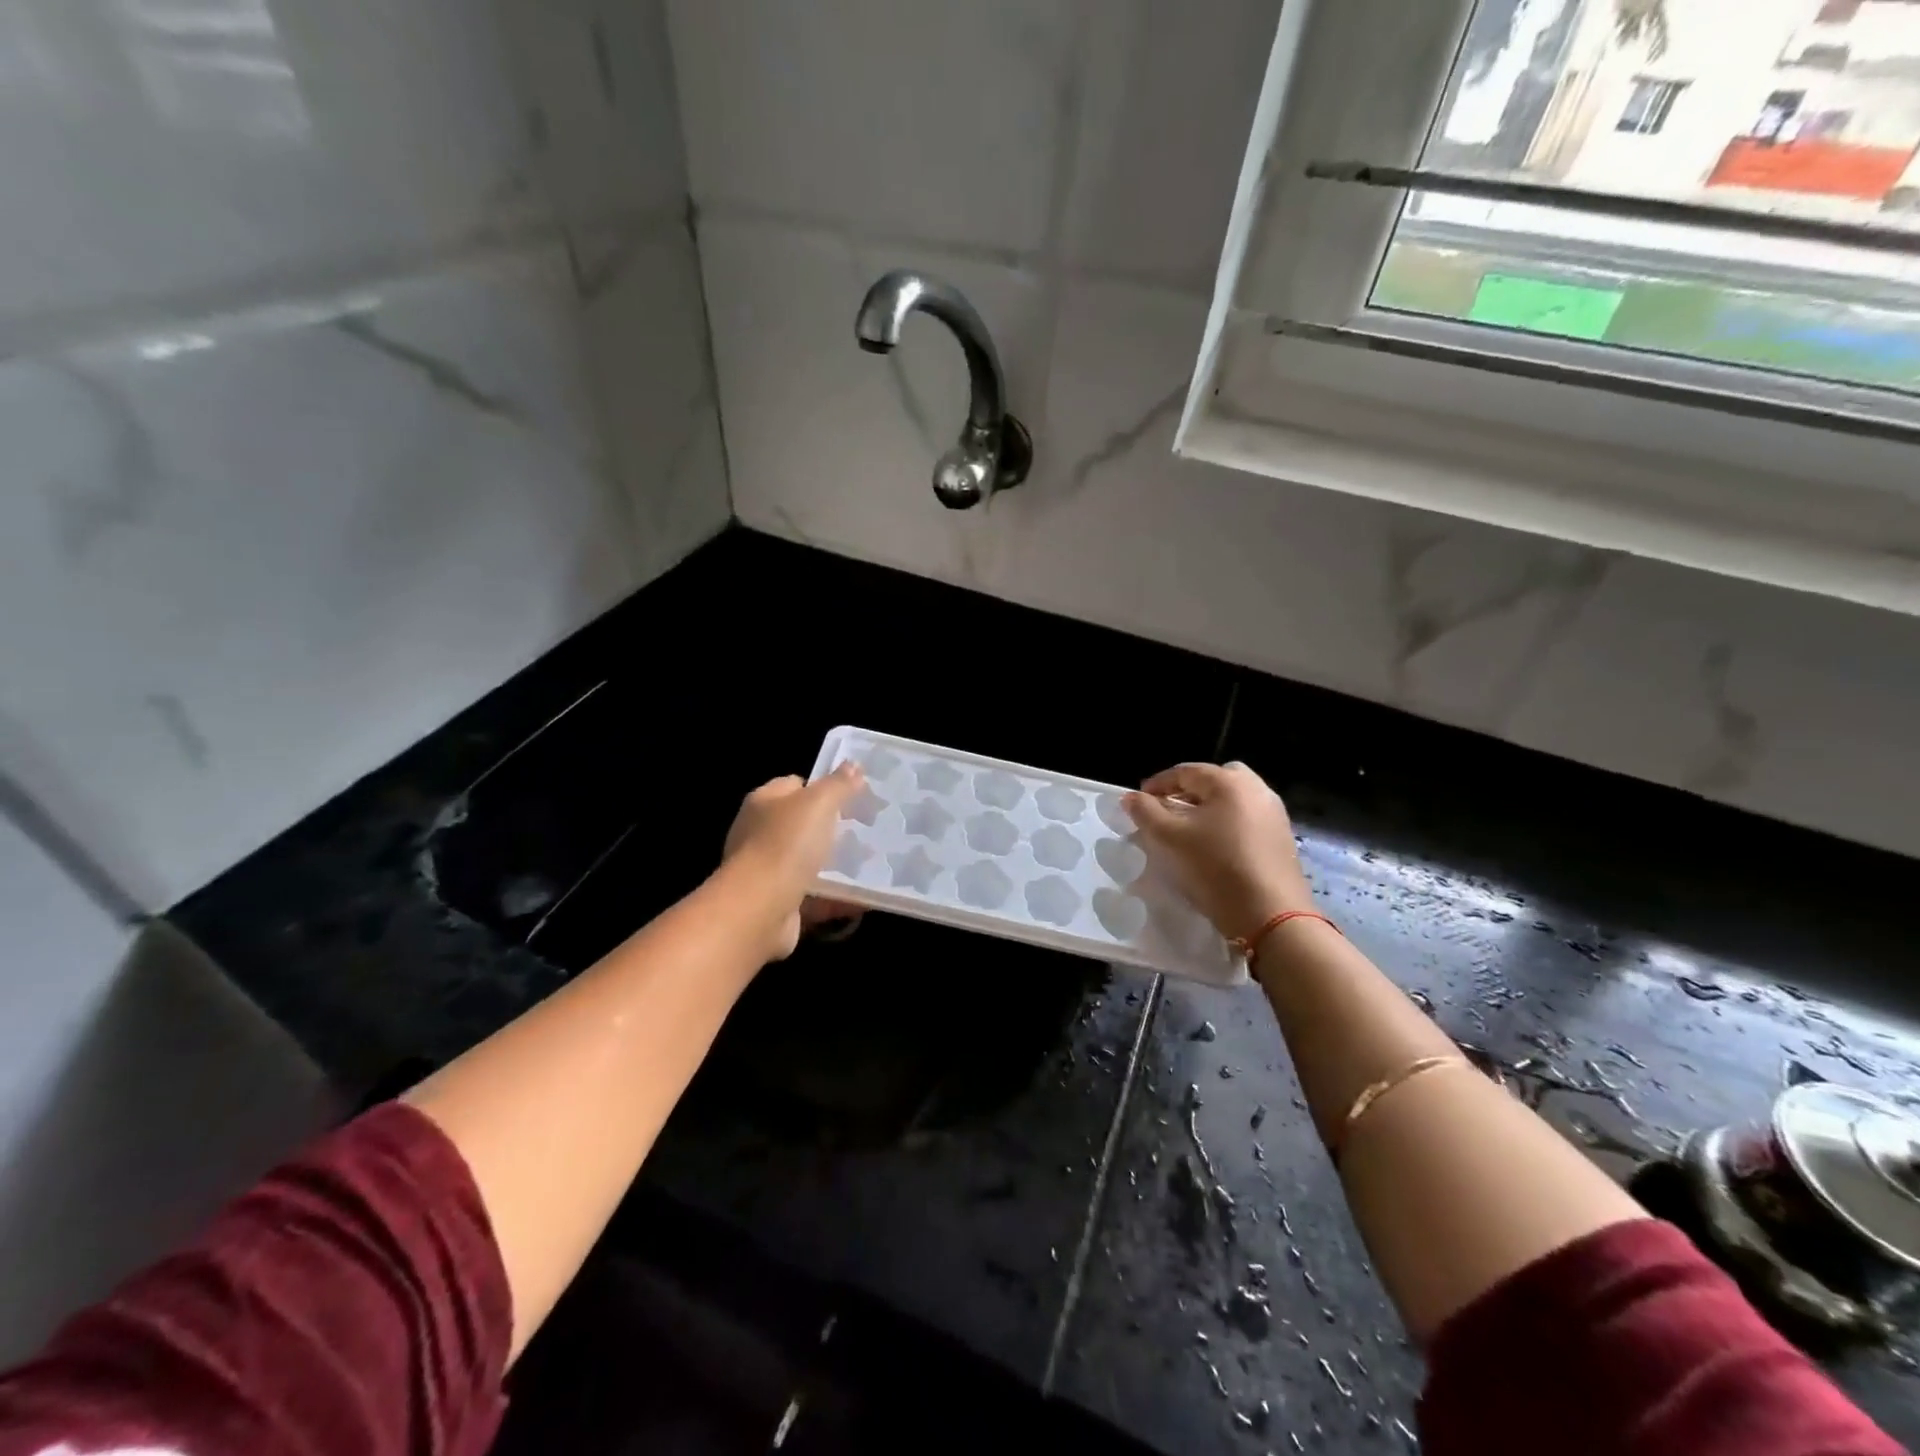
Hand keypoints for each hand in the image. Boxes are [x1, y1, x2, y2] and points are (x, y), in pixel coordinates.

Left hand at [721, 763, 866, 960]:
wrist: (760, 909)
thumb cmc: (787, 845)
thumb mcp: (819, 803)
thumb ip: (838, 784)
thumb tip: (853, 765)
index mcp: (764, 802)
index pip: (795, 785)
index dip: (823, 787)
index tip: (854, 796)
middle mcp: (760, 834)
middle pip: (802, 824)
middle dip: (833, 827)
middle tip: (866, 829)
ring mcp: (767, 870)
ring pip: (808, 862)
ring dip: (836, 865)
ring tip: (871, 862)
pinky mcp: (778, 902)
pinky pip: (814, 896)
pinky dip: (836, 897)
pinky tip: (863, 897)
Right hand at [1123, 762, 1313, 941]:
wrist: (1270, 914)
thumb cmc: (1215, 868)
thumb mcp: (1170, 839)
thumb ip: (1146, 812)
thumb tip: (1131, 797)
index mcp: (1229, 782)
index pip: (1184, 772)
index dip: (1157, 784)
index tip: (1139, 801)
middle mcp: (1256, 788)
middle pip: (1214, 779)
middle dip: (1188, 790)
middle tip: (1169, 810)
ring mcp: (1274, 812)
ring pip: (1234, 798)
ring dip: (1209, 806)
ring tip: (1190, 830)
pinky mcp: (1282, 836)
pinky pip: (1248, 817)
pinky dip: (1228, 822)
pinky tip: (1216, 846)